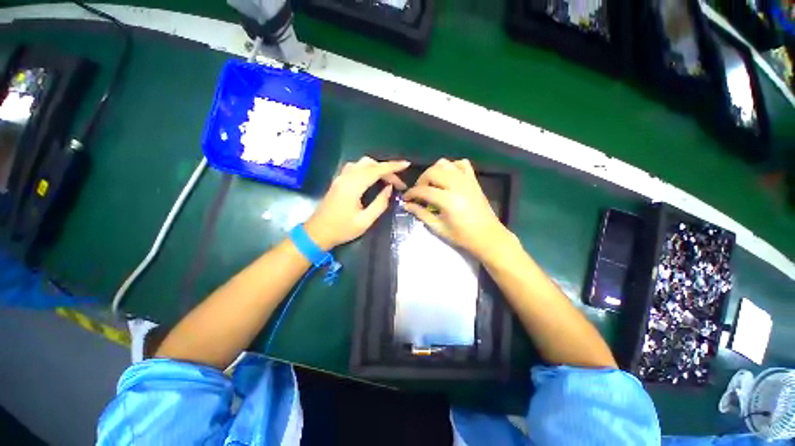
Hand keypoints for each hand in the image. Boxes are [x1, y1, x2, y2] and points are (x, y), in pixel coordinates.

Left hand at [304, 157, 409, 249]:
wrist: (317, 233)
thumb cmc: (342, 230)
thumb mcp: (365, 221)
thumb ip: (380, 203)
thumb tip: (390, 188)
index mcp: (353, 186)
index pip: (376, 170)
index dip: (393, 166)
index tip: (406, 165)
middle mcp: (346, 177)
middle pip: (370, 164)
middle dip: (387, 170)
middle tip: (399, 184)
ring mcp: (341, 177)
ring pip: (362, 163)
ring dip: (377, 168)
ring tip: (389, 180)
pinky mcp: (338, 181)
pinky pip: (356, 167)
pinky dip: (368, 169)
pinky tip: (373, 178)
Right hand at [403, 158, 514, 260]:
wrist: (487, 236)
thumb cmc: (462, 236)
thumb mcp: (438, 227)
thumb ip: (421, 213)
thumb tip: (407, 205)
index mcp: (448, 200)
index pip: (423, 190)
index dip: (411, 193)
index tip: (406, 198)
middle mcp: (457, 185)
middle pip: (432, 172)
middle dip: (421, 180)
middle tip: (418, 192)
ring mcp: (466, 180)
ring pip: (445, 163)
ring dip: (434, 171)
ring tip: (431, 184)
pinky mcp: (473, 180)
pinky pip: (461, 163)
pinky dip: (451, 167)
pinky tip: (448, 177)